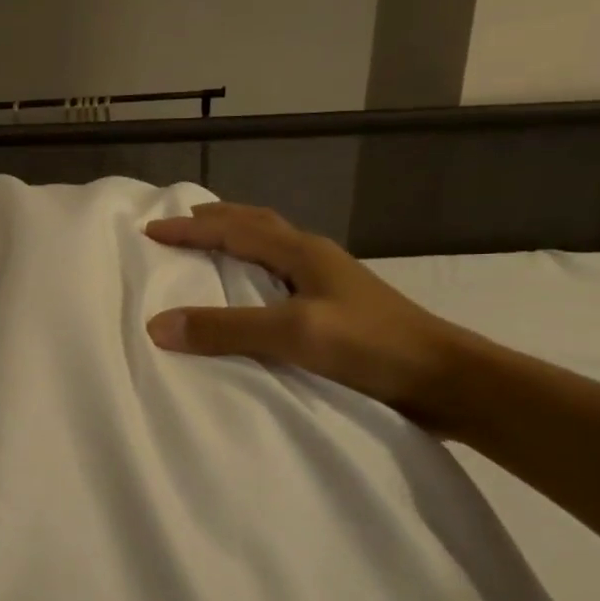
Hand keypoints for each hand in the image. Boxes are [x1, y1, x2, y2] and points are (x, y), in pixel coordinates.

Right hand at [143, 203, 470, 423]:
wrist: (449, 380)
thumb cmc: (372, 347)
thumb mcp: (294, 334)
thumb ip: (227, 328)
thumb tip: (157, 325)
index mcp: (301, 253)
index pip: (233, 230)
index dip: (190, 229)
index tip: (150, 230)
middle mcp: (314, 258)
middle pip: (257, 224)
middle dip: (217, 220)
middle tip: (183, 221)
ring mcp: (330, 282)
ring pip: (273, 246)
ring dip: (239, 239)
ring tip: (213, 246)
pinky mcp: (339, 309)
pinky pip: (282, 275)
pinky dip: (256, 269)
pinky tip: (256, 293)